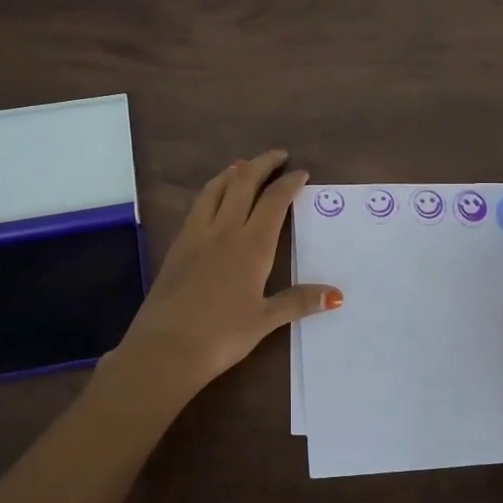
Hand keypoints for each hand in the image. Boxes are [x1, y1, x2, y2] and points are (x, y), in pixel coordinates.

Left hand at [112, 150, 341, 396]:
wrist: (165, 347)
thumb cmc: (222, 335)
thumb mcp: (265, 320)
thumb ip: (299, 301)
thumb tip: (337, 295)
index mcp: (252, 245)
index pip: (274, 201)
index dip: (289, 183)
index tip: (301, 173)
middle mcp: (225, 230)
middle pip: (243, 183)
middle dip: (262, 164)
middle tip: (278, 156)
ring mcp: (197, 234)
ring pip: (215, 188)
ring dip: (233, 172)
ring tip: (244, 166)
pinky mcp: (178, 245)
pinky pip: (198, 205)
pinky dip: (212, 190)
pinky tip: (213, 198)